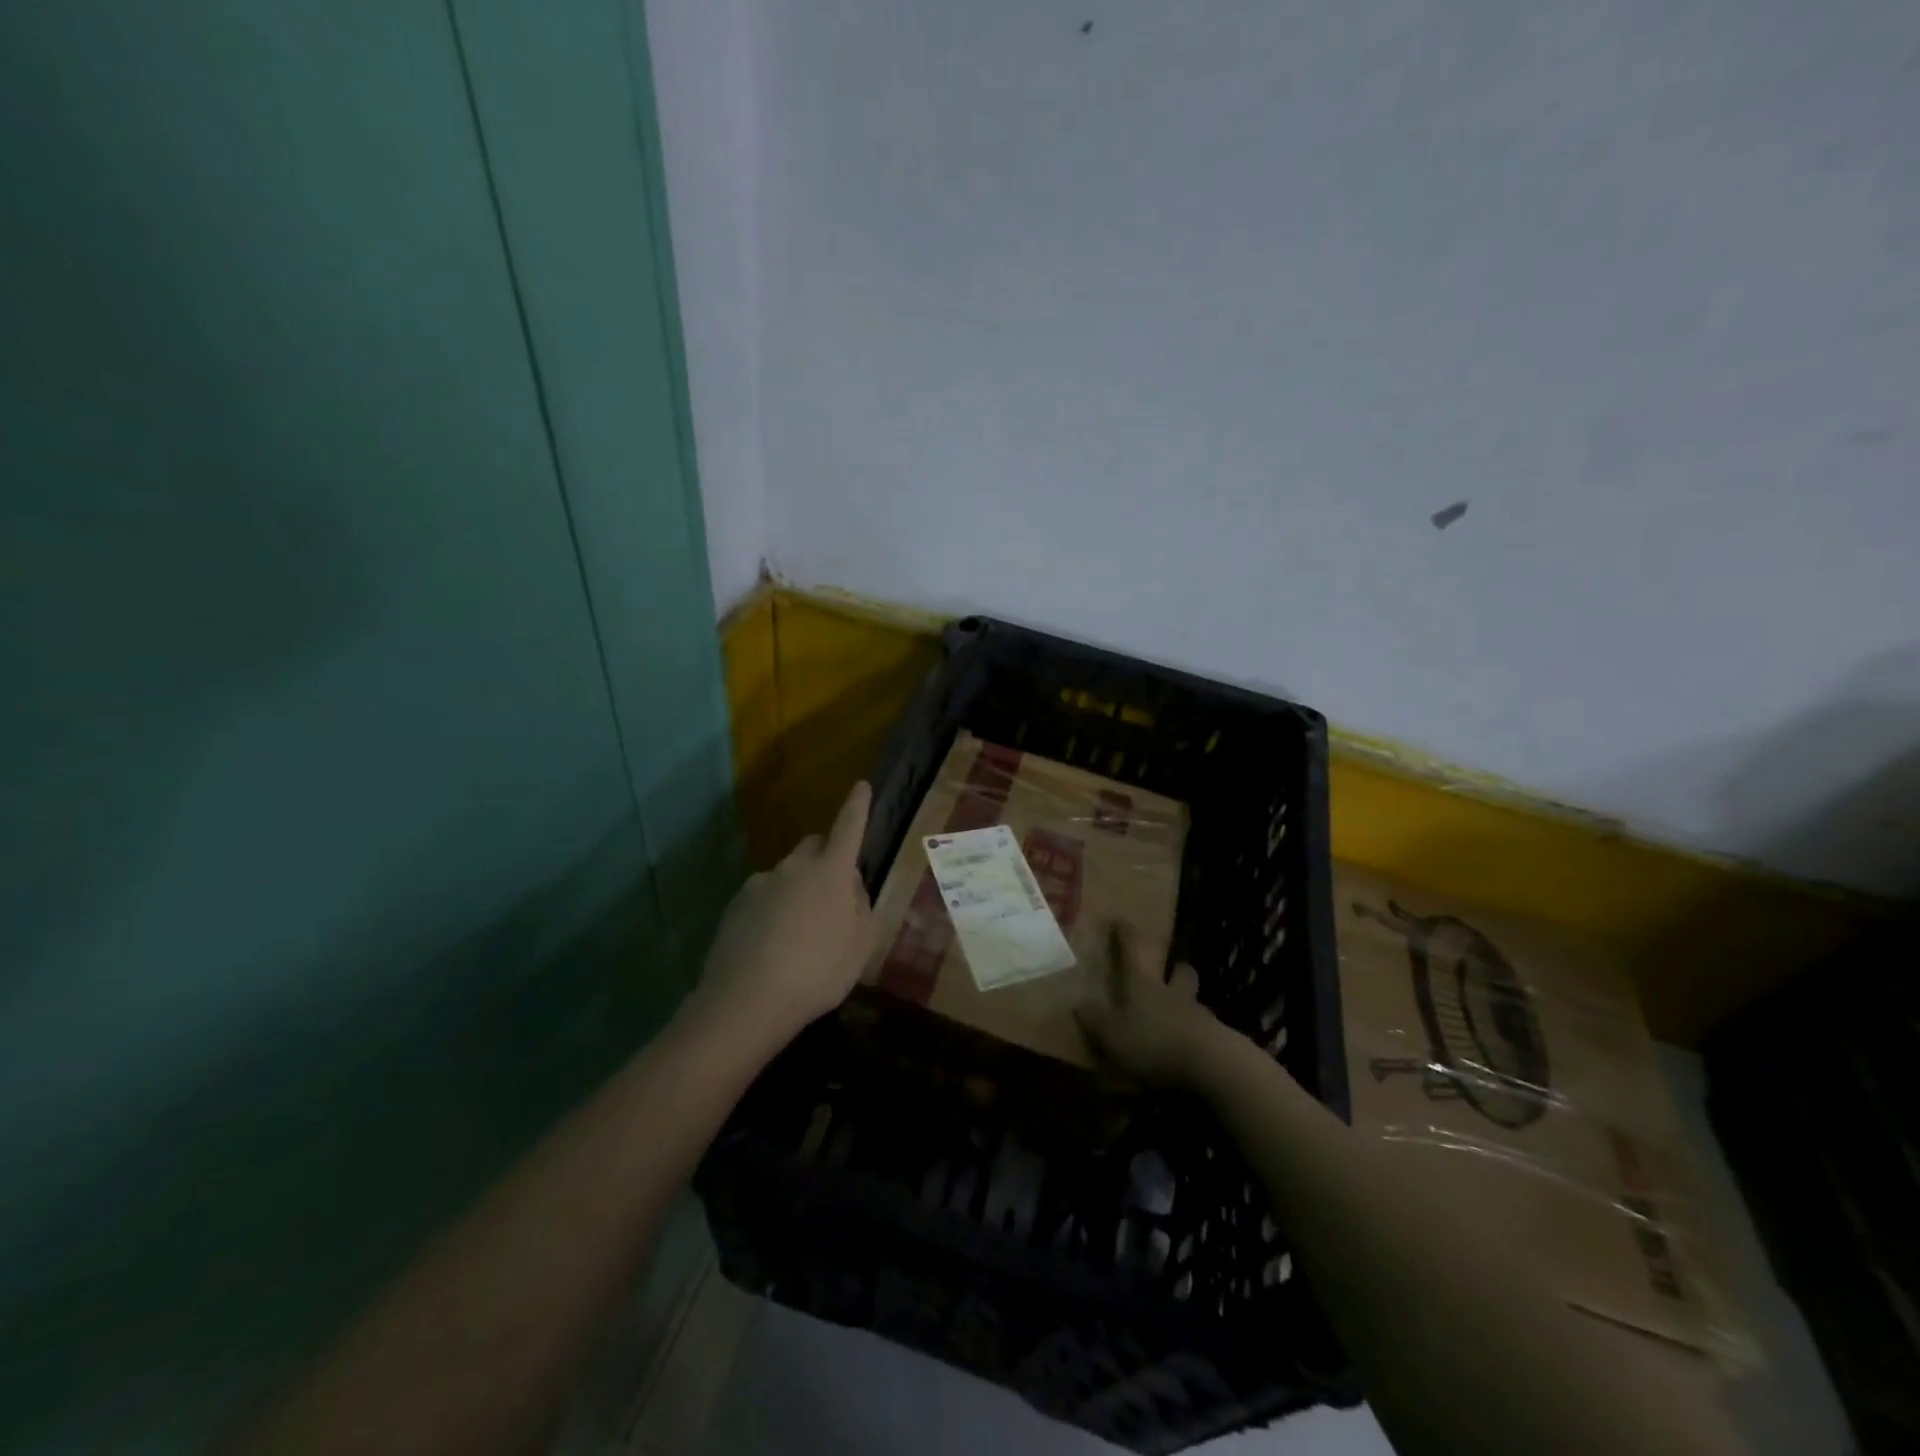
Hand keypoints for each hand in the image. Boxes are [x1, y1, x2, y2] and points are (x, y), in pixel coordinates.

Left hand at [688, 781, 876, 1056]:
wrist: (747, 1001)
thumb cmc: (818, 972)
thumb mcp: (860, 944)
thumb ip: (860, 905)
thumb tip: (849, 884)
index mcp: (831, 871)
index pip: (849, 827)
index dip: (857, 806)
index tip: (861, 785)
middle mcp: (794, 867)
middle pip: (815, 847)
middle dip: (826, 860)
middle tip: (833, 897)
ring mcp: (761, 883)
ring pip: (788, 875)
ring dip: (798, 889)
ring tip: (799, 934)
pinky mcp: (736, 904)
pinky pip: (764, 896)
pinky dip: (773, 909)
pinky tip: (772, 945)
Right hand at [1074, 926, 1224, 1087]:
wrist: (1209, 1064)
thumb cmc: (1153, 1042)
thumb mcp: (1112, 1036)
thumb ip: (1095, 1020)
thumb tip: (1079, 1003)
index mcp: (1143, 984)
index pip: (1133, 950)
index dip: (1126, 934)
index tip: (1121, 920)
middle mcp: (1172, 992)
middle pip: (1179, 970)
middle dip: (1176, 968)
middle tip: (1171, 971)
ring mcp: (1198, 1014)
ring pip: (1194, 999)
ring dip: (1188, 1002)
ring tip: (1179, 1016)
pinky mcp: (1217, 1038)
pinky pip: (1206, 1029)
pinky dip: (1198, 1033)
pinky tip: (1191, 1048)